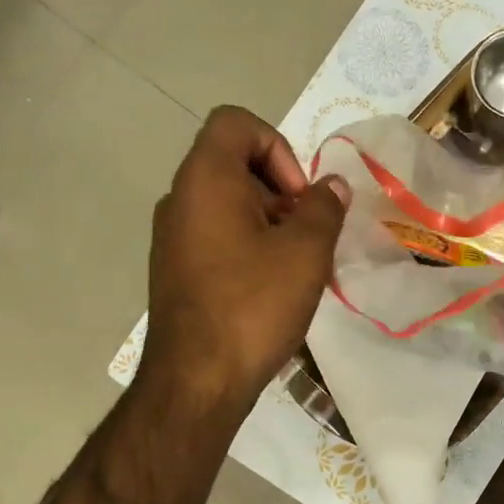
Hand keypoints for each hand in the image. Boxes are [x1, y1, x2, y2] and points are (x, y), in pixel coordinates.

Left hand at [141, 106, 350, 412]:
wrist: (197, 380)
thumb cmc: (253, 306)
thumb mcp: (305, 253)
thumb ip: (324, 209)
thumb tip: (332, 186)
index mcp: (206, 179)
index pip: (237, 123)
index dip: (279, 147)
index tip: (300, 197)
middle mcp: (180, 199)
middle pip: (234, 164)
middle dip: (281, 190)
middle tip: (308, 234)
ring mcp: (172, 238)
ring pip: (227, 205)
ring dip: (268, 223)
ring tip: (297, 267)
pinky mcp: (175, 272)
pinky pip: (216, 238)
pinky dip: (248, 247)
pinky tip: (271, 289)